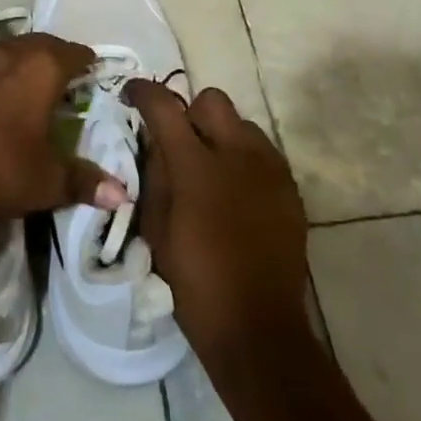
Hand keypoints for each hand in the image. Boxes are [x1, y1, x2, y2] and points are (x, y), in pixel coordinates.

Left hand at [0, 35, 127, 230]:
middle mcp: (5, 54)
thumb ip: (86, 182)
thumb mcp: (49, 183)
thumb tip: (123, 194)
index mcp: (41, 70)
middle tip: (55, 75)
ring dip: (7, 58)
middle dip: (50, 55)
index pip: (72, 53)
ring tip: (11, 78)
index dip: (83, 61)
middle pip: (36, 43)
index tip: (89, 70)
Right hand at [126, 81, 310, 362]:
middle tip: (179, 143)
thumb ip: (154, 174)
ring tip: (211, 171)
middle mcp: (237, 153)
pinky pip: (263, 152)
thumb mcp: (155, 228)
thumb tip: (155, 141)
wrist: (258, 328)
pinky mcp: (290, 187)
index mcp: (196, 165)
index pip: (164, 105)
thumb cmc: (195, 281)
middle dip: (190, 112)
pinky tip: (236, 193)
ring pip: (242, 123)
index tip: (131, 95)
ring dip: (221, 136)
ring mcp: (270, 168)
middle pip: (212, 100)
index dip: (142, 92)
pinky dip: (244, 159)